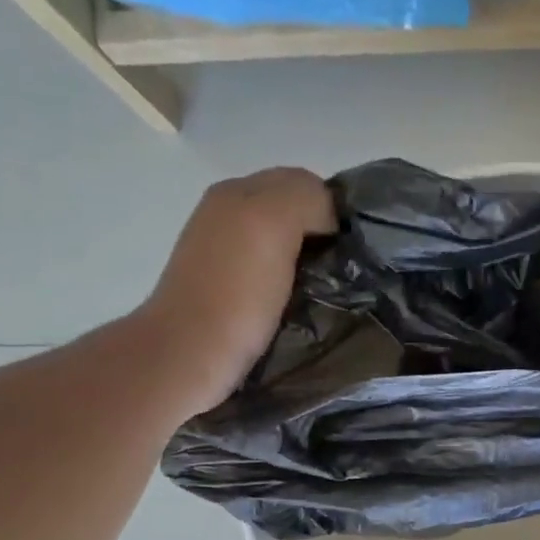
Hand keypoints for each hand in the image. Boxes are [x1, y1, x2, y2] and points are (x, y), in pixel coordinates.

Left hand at [141, 168, 334, 417]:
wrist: (188, 356)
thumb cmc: (235, 293)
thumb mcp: (272, 222)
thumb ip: (304, 198)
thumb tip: (328, 219)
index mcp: (238, 192)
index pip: (304, 183)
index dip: (332, 210)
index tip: (351, 247)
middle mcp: (227, 215)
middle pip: (293, 213)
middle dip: (321, 236)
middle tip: (345, 270)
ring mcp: (224, 255)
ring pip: (284, 245)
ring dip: (308, 264)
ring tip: (328, 291)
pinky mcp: (227, 292)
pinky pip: (271, 275)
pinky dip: (291, 286)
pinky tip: (300, 306)